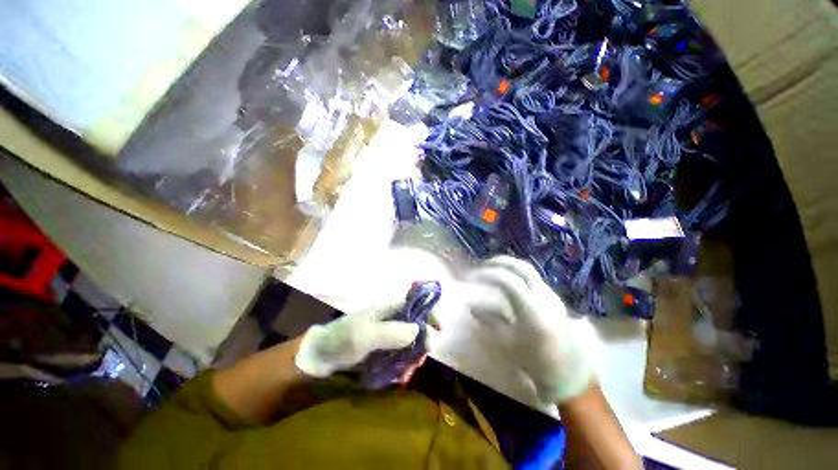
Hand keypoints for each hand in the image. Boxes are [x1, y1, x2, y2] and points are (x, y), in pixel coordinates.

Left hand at [294, 299, 419, 377]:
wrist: (319, 358)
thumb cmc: (342, 340)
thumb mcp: (366, 335)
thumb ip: (392, 332)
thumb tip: (418, 330)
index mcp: (387, 308)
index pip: (414, 303)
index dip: (428, 311)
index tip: (439, 328)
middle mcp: (390, 319)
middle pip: (416, 323)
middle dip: (423, 339)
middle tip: (423, 356)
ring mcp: (386, 335)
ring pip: (410, 341)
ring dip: (413, 355)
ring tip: (409, 371)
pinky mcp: (382, 349)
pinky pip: (399, 355)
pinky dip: (403, 365)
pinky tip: (400, 376)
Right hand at [464, 256, 597, 403]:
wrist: (568, 373)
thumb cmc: (535, 361)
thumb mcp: (506, 343)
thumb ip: (488, 320)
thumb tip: (471, 306)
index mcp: (532, 308)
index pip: (507, 279)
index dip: (488, 274)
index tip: (472, 277)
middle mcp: (544, 296)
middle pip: (522, 267)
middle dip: (501, 262)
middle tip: (483, 265)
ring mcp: (551, 296)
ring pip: (529, 271)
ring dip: (510, 266)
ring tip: (493, 270)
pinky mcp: (553, 299)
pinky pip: (533, 279)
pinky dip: (518, 274)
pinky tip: (508, 282)